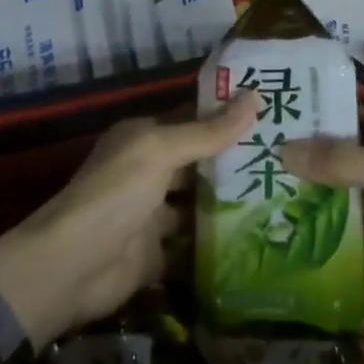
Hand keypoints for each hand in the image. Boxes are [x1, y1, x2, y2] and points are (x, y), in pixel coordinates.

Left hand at [0, 93, 259, 343]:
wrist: (72, 267)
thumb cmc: (115, 195)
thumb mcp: (160, 152)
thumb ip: (207, 131)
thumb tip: (255, 96)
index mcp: (144, 139)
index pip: (193, 121)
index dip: (229, 118)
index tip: (276, 117)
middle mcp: (149, 172)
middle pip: (199, 164)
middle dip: (238, 164)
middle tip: (290, 162)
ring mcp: (153, 215)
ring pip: (199, 206)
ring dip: (232, 206)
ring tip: (285, 200)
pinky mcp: (158, 255)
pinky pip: (195, 247)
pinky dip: (219, 247)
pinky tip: (260, 243)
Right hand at [281, 108, 363, 340]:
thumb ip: (345, 163)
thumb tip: (285, 150)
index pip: (363, 116)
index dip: (324, 121)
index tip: (278, 127)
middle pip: (359, 154)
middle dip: (319, 161)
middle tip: (265, 165)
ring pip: (362, 191)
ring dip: (328, 196)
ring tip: (274, 197)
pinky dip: (345, 227)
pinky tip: (305, 231)